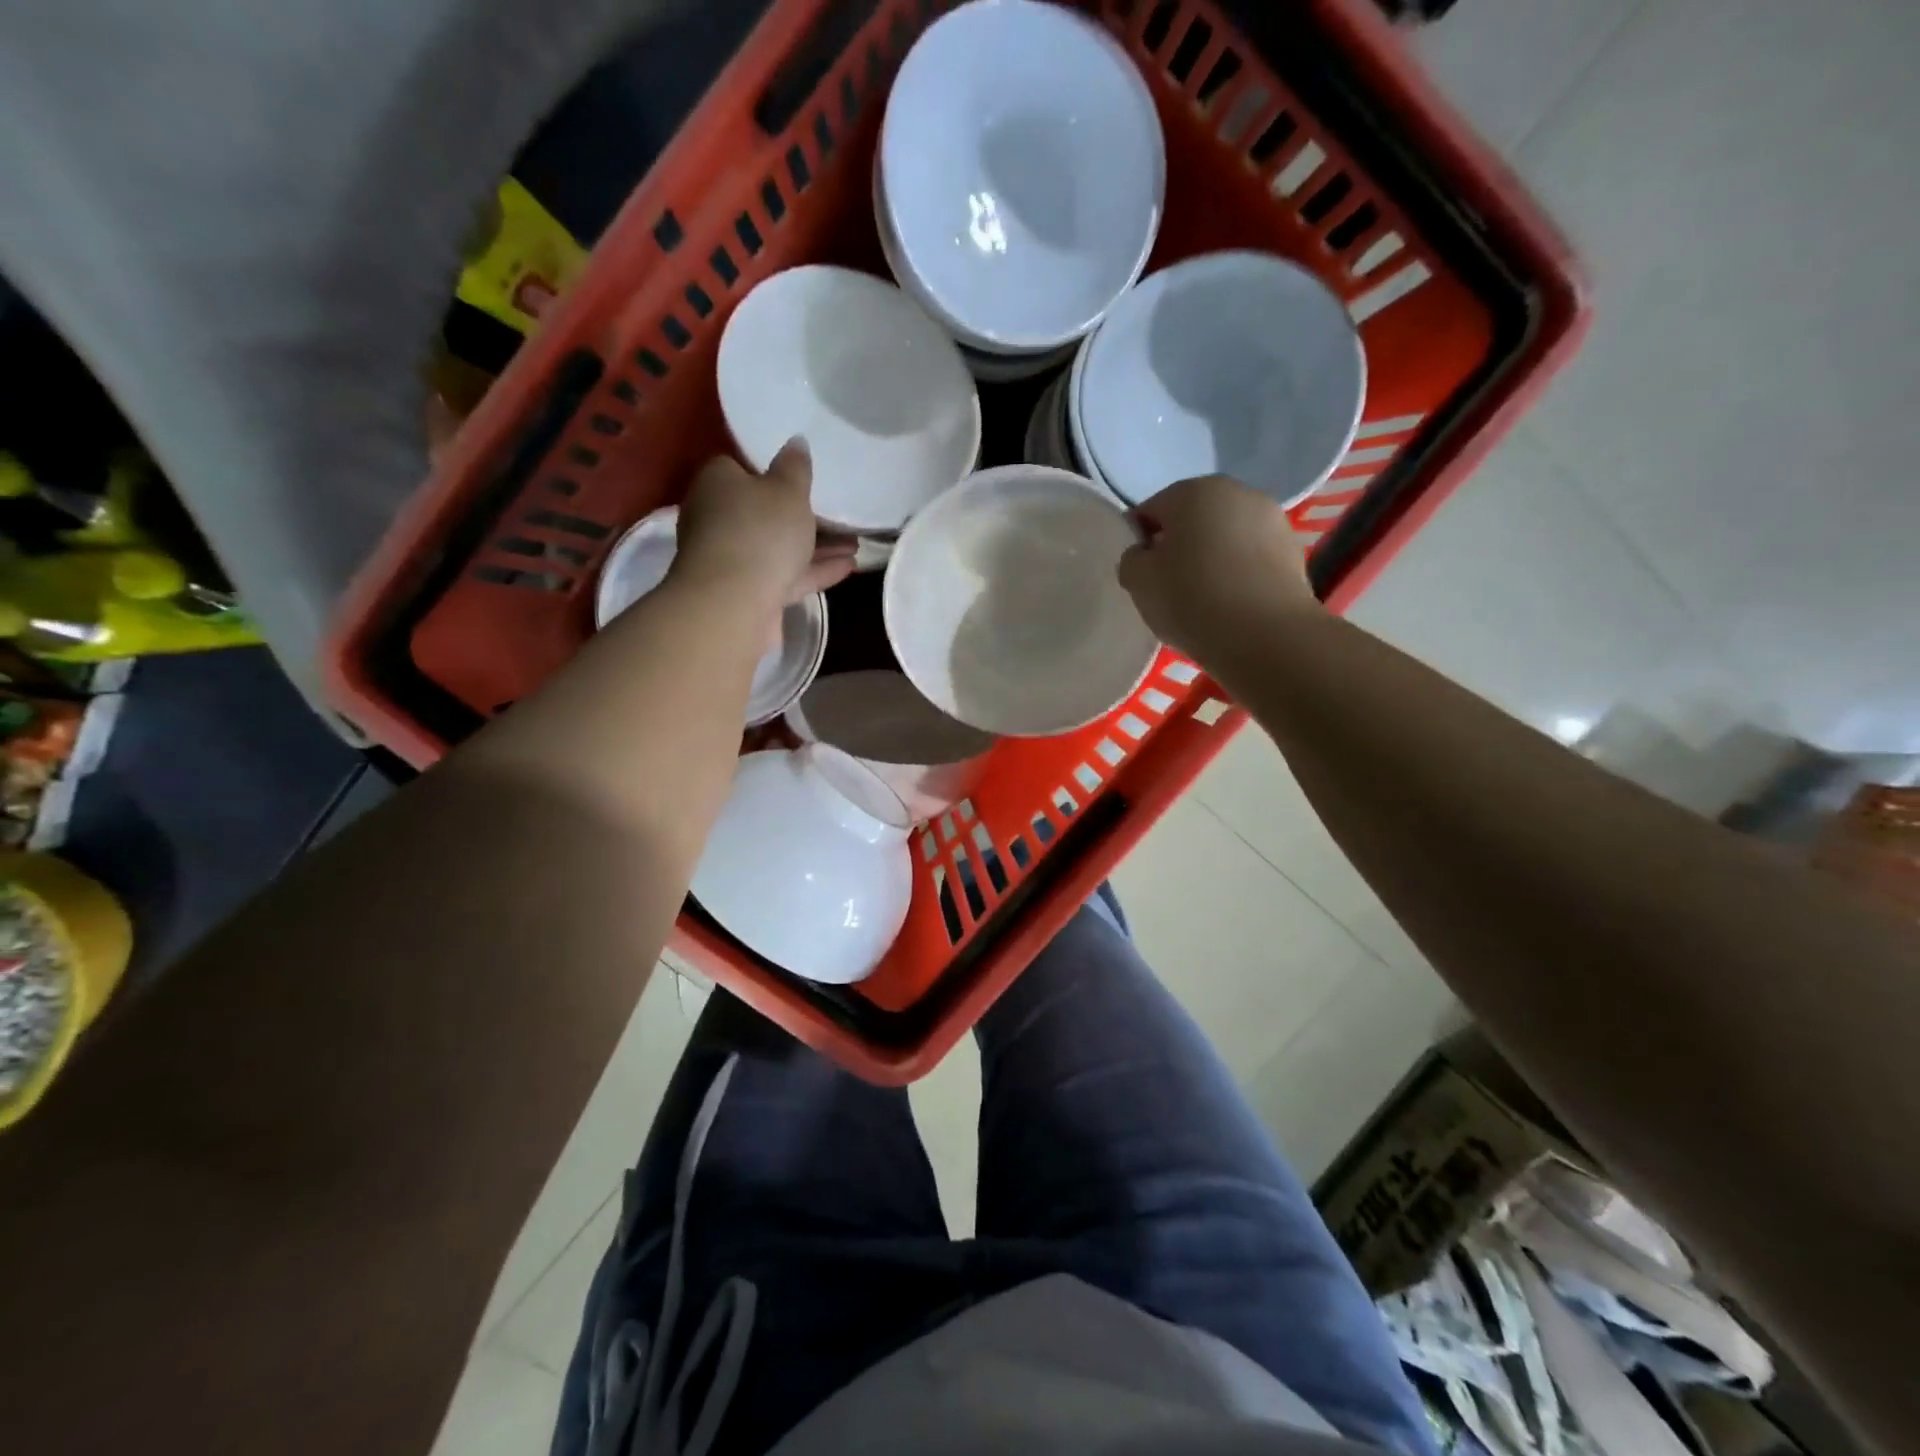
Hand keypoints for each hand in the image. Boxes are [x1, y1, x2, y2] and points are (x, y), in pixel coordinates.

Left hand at [674, 439, 856, 610]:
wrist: (733, 604)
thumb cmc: (760, 532)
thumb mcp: (787, 490)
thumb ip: (795, 467)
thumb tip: (795, 442)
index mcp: (718, 483)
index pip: (740, 467)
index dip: (771, 471)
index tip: (802, 477)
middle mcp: (717, 519)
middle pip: (762, 511)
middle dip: (800, 514)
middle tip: (837, 512)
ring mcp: (732, 559)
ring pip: (778, 546)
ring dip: (816, 546)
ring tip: (855, 543)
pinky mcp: (748, 592)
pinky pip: (786, 575)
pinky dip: (814, 570)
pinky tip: (848, 566)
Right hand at [1117, 475, 1317, 656]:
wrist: (1265, 635)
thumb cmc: (1191, 598)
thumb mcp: (1138, 581)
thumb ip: (1132, 559)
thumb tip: (1144, 555)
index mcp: (1192, 491)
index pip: (1150, 510)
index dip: (1139, 541)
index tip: (1138, 573)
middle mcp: (1235, 492)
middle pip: (1192, 519)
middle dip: (1178, 546)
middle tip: (1168, 586)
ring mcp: (1271, 518)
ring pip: (1225, 536)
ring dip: (1211, 557)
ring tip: (1203, 598)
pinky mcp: (1293, 549)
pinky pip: (1251, 557)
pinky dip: (1238, 572)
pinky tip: (1231, 603)